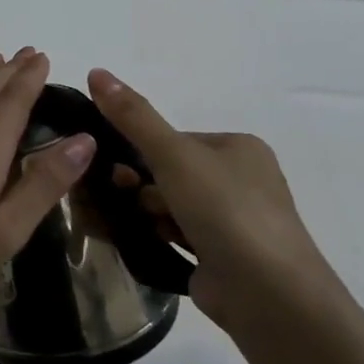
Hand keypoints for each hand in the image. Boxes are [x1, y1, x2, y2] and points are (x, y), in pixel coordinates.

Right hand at [86, 68, 341, 327]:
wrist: (267, 293)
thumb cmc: (224, 210)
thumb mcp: (173, 154)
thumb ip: (133, 116)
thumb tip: (96, 71)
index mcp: (239, 148)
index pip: (173, 139)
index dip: (140, 151)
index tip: (118, 169)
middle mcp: (241, 180)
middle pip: (169, 172)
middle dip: (141, 184)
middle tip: (123, 196)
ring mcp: (234, 220)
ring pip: (170, 204)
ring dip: (146, 211)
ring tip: (136, 224)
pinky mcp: (223, 255)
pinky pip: (177, 233)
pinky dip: (156, 234)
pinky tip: (140, 240)